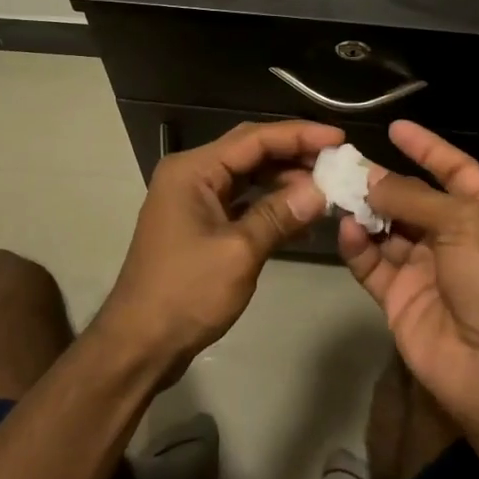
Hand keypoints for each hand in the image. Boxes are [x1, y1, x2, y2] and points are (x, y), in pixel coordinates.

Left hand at [96, 119, 343, 381]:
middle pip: (251, 152)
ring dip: (285, 181)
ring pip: (249, 178)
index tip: (338, 138)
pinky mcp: (201, 225)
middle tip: (339, 162)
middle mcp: (192, 176)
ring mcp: (195, 201)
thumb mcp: (238, 252)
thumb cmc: (185, 293)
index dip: (299, 135)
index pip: (254, 138)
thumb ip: (279, 215)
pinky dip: (271, 207)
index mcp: (193, 170)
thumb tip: (321, 191)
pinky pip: (243, 203)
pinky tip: (303, 218)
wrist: (139, 343)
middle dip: (295, 155)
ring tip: (328, 188)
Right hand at [336, 121, 478, 430]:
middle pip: (413, 198)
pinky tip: (346, 229)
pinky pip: (372, 263)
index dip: (427, 147)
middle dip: (383, 179)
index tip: (395, 128)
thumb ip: (413, 196)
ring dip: (364, 210)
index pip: (454, 168)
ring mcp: (425, 268)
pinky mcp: (399, 297)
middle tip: (345, 162)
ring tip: (336, 190)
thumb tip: (371, 179)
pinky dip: (357, 245)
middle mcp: (455, 236)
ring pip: (387, 228)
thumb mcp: (463, 222)